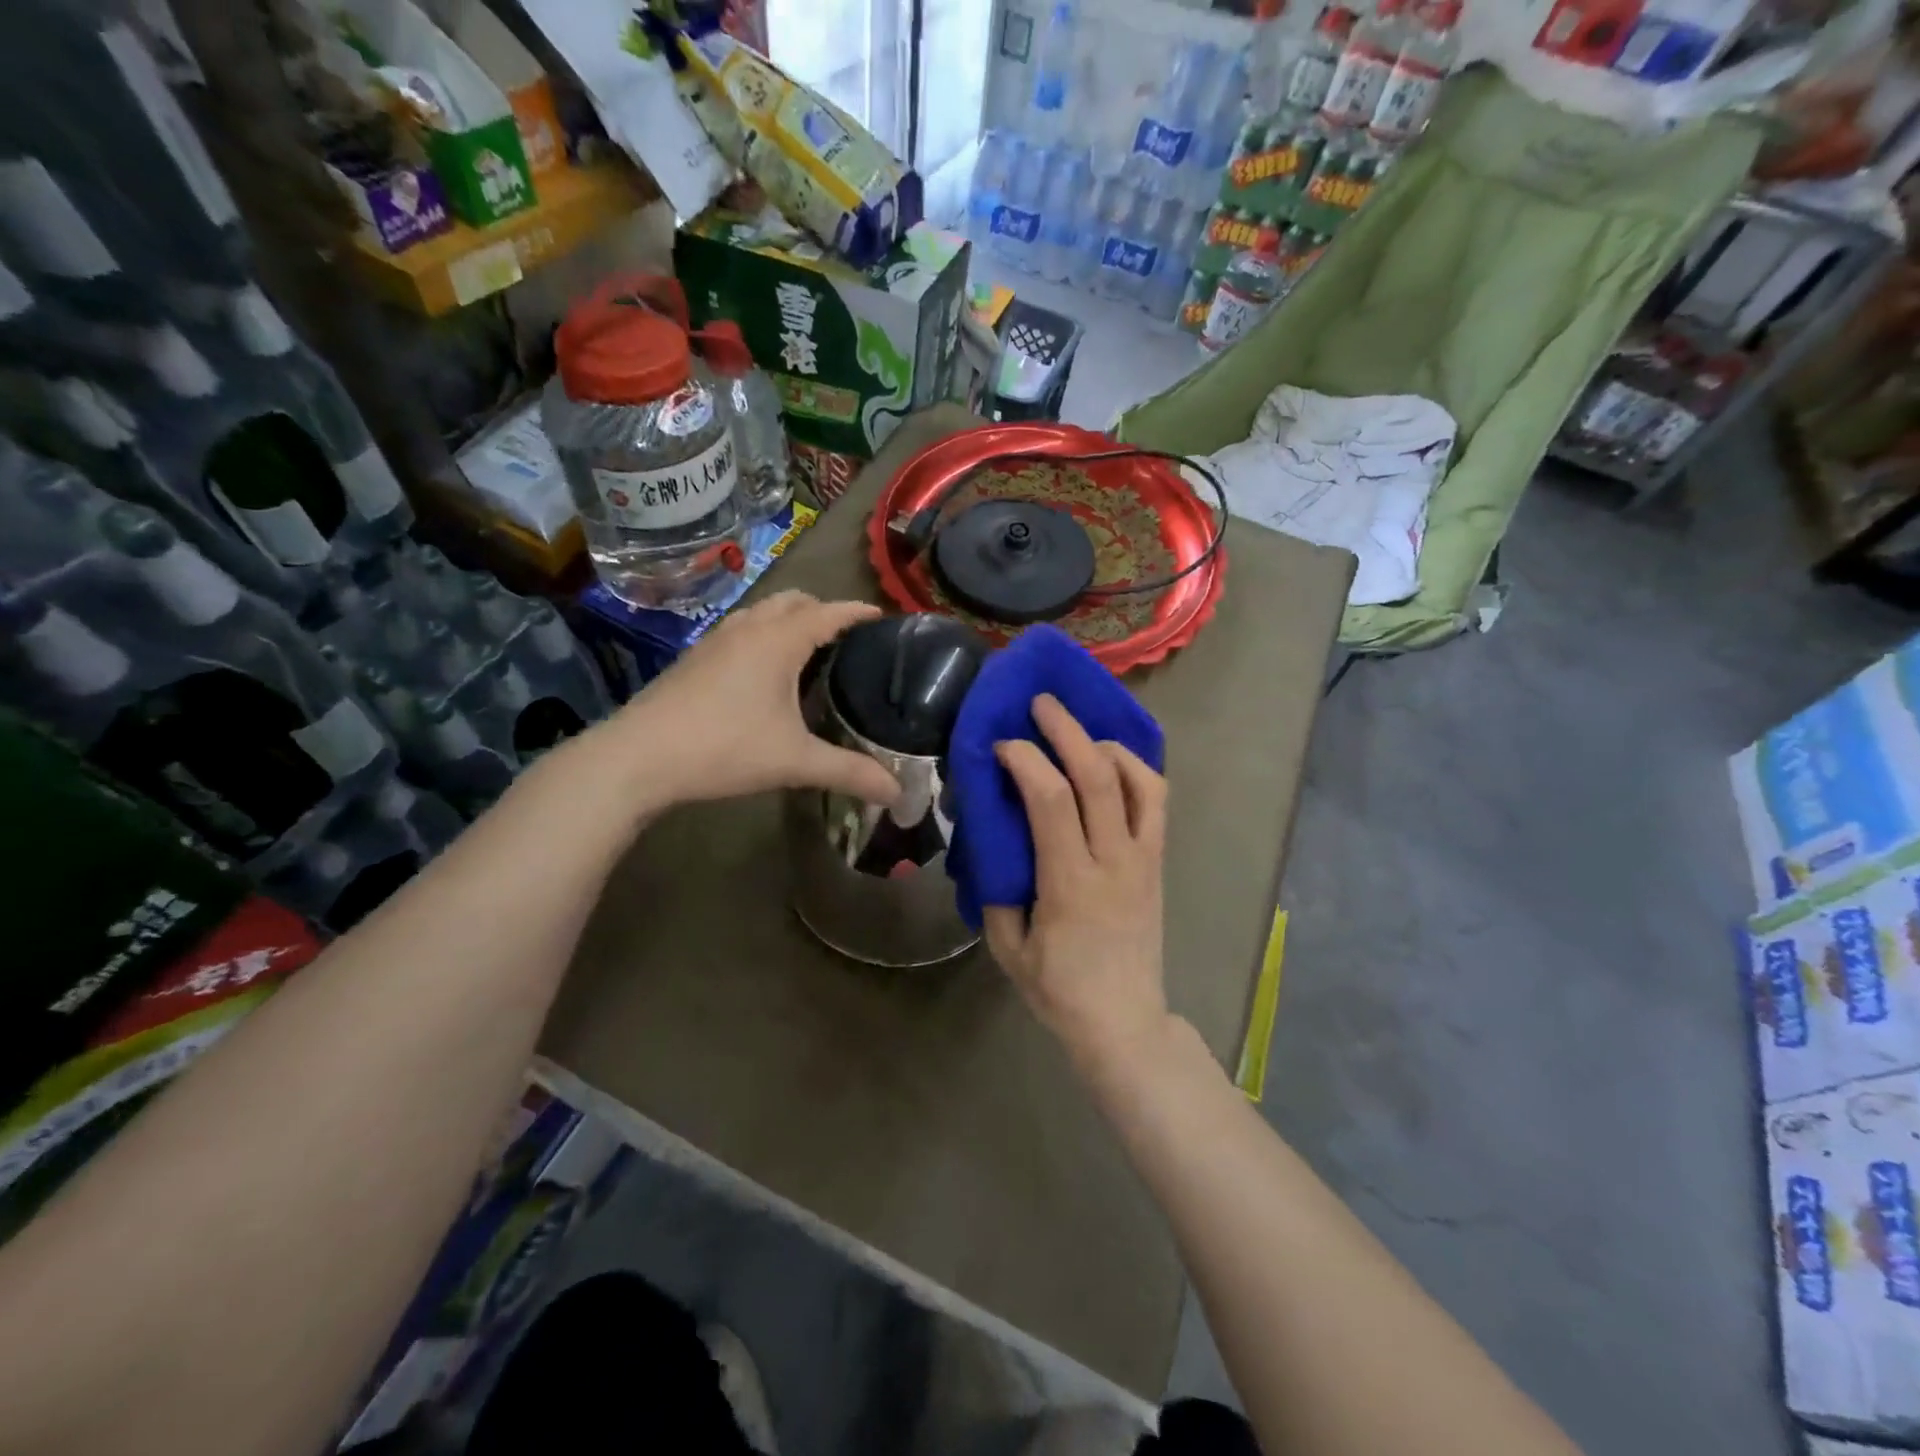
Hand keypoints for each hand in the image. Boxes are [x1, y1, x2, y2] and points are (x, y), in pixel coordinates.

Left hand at [610, 592, 900, 808]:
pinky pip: (740, 630)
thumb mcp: (795, 761)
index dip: (858, 613)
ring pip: (762, 613)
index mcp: (779, 640)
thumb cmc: (724, 748)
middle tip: (847, 641)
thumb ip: (850, 772)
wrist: (637, 757)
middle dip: (823, 611)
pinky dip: (763, 636)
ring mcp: (716, 640)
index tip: (882, 619)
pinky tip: (763, 674)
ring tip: (809, 652)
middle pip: (794, 601)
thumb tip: (898, 793)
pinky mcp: (694, 658)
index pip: (829, 612)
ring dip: (789, 620)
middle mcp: (749, 628)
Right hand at [984, 694, 1172, 1077]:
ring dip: (1105, 744)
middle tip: (1040, 703)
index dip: (1025, 759)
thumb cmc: (1059, 989)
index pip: (1051, 799)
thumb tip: (990, 838)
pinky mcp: (1159, 862)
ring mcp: (1144, 859)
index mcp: (1071, 883)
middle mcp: (1114, 861)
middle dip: (1066, 729)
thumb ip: (997, 889)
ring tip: (1077, 733)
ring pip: (1138, 780)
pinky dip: (1136, 769)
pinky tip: (1111, 762)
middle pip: (1097, 775)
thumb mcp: (1007, 947)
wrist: (1124, 1021)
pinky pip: (1157, 801)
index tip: (1001, 746)